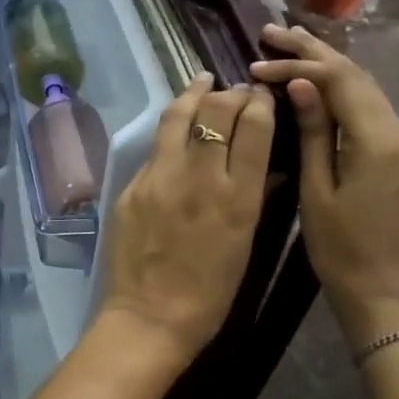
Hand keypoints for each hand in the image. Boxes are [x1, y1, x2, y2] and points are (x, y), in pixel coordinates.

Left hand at [97, 73, 274, 372]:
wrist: (151, 317)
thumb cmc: (210, 293)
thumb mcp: (245, 243)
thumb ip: (254, 197)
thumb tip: (266, 165)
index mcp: (239, 196)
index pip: (255, 127)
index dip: (260, 103)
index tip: (261, 94)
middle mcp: (200, 177)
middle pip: (217, 112)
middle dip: (230, 94)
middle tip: (234, 90)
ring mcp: (160, 178)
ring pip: (178, 118)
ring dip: (194, 94)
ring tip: (202, 81)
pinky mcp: (132, 187)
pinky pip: (155, 150)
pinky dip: (170, 133)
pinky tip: (175, 129)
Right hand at [250, 25, 398, 346]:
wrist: (382, 289)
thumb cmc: (340, 247)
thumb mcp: (317, 190)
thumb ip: (314, 133)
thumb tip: (302, 85)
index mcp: (379, 140)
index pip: (339, 82)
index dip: (298, 67)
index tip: (256, 64)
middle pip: (356, 76)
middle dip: (314, 51)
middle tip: (272, 30)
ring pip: (364, 89)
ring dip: (327, 65)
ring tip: (290, 45)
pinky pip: (367, 109)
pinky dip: (339, 89)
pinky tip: (317, 82)